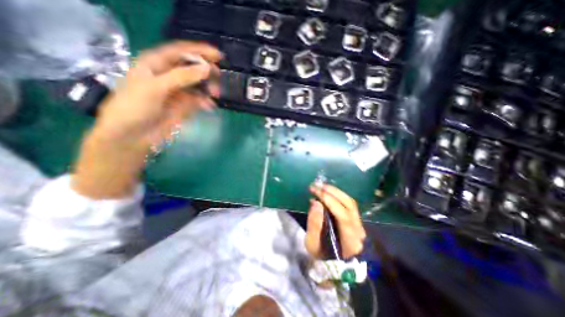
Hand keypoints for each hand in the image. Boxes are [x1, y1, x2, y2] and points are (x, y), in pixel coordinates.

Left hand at [94, 40, 222, 146]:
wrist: (132, 136)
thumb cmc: (135, 107)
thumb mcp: (156, 87)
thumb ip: (182, 77)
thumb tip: (207, 69)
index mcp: (156, 64)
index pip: (180, 51)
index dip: (199, 51)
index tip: (218, 56)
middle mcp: (168, 75)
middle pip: (192, 67)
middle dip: (206, 71)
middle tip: (219, 77)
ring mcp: (178, 92)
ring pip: (198, 84)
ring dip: (208, 87)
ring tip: (216, 93)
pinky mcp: (184, 106)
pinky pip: (199, 100)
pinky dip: (206, 101)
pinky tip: (210, 105)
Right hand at [305, 183, 365, 259]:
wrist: (334, 264)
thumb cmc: (322, 256)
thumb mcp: (312, 244)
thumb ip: (314, 224)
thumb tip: (315, 202)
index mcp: (350, 241)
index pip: (343, 216)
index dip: (330, 201)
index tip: (315, 191)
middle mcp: (358, 230)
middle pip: (349, 205)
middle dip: (332, 192)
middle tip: (317, 185)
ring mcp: (359, 224)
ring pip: (350, 202)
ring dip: (335, 191)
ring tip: (322, 186)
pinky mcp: (355, 219)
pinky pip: (348, 203)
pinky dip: (338, 195)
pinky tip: (328, 192)